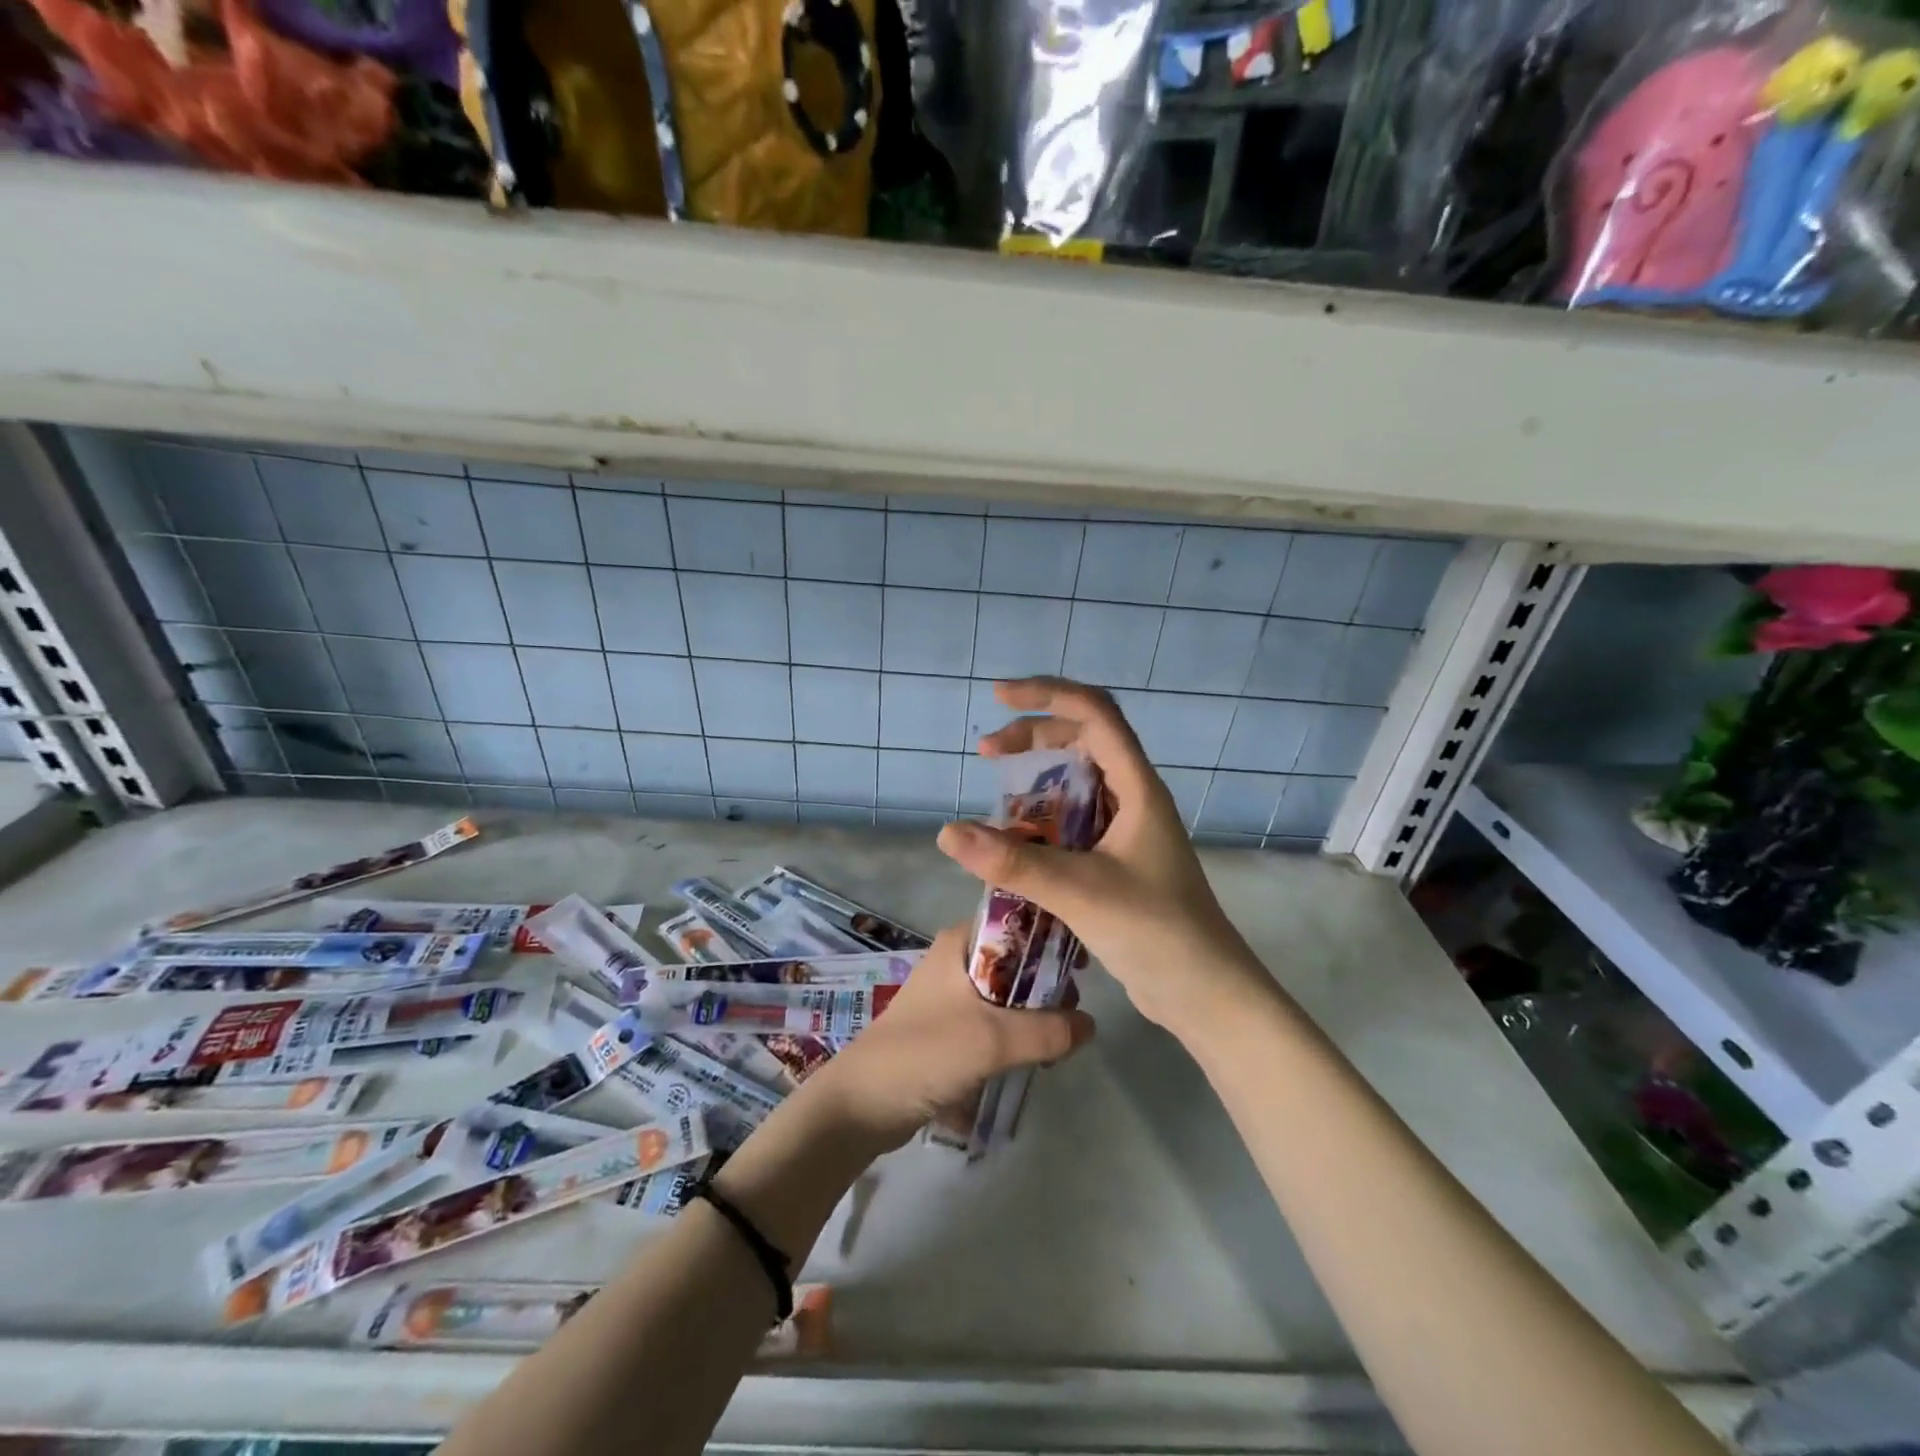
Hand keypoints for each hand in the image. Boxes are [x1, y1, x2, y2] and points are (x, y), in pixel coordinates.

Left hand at [802, 924, 1094, 1150]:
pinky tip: (1036, 1058)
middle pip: (1018, 958)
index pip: (1018, 919)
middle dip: (1048, 985)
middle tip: (1073, 1017)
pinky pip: (997, 1019)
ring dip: (1036, 1015)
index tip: (1083, 965)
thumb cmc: (925, 1053)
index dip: (1053, 937)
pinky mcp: (952, 1025)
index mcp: (962, 941)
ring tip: (1058, 1045)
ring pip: (1010, 992)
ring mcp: (953, 993)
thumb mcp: (993, 1039)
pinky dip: (1018, 1033)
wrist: (862, 1103)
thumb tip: (1091, 1024)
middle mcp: (958, 958)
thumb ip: (1048, 1030)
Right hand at [936, 677, 1264, 1033]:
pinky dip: (1044, 817)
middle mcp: (1134, 798)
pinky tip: (1018, 840)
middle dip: (1034, 735)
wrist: (1205, 993)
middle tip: (987, 752)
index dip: (1048, 695)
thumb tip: (948, 833)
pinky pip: (1076, 820)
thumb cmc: (1156, 931)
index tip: (999, 698)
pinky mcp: (1119, 859)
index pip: (1095, 714)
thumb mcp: (1081, 892)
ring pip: (1079, 781)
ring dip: (1038, 777)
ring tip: (997, 796)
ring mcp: (1128, 829)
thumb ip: (1015, 862)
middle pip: (1084, 739)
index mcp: (1138, 788)